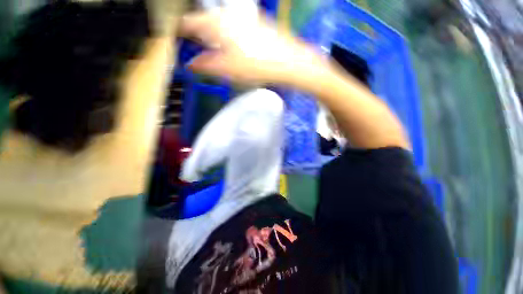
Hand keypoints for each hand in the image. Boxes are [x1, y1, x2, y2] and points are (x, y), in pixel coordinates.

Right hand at [179, 9, 327, 84]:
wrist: (287, 61)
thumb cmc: (257, 65)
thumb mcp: (228, 69)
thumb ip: (207, 66)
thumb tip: (191, 65)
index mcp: (218, 24)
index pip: (191, 23)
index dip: (182, 31)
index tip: (178, 38)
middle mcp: (230, 16)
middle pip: (206, 21)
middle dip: (199, 34)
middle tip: (197, 46)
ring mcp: (244, 19)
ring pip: (221, 23)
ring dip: (214, 35)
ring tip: (215, 48)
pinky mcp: (255, 24)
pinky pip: (234, 27)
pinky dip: (229, 36)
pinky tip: (235, 47)